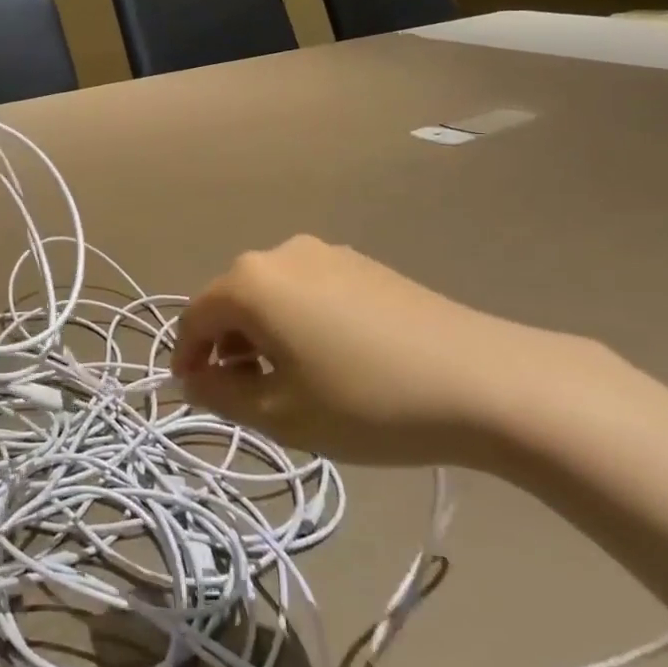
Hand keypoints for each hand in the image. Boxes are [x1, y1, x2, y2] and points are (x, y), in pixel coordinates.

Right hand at [172, 235, 569, 468]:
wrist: (481, 379)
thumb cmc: (367, 401)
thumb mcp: (282, 415)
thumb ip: (221, 396)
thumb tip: (191, 380)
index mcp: (251, 282)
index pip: (195, 317)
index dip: (187, 357)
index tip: (193, 395)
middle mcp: (280, 252)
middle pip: (233, 300)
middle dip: (227, 346)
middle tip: (243, 396)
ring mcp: (325, 252)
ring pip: (271, 293)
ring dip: (263, 333)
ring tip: (287, 381)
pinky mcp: (361, 262)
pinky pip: (307, 288)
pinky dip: (298, 319)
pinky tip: (329, 357)